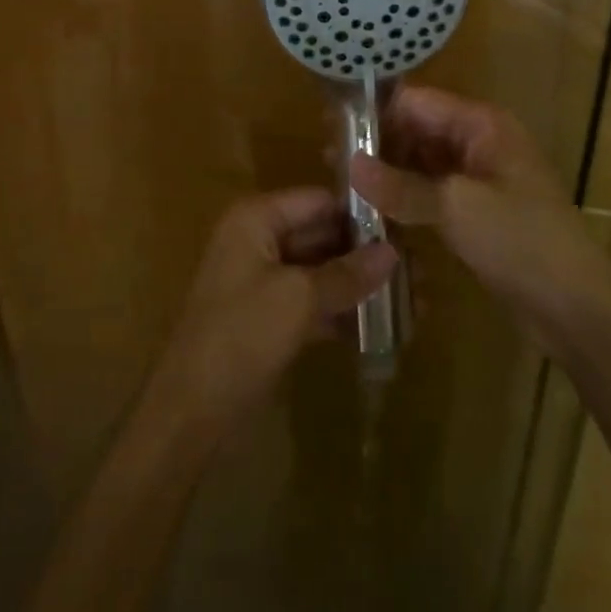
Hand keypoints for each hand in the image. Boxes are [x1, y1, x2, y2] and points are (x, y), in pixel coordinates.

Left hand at [148, 189, 395, 442]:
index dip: (360, 212)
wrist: (191, 411)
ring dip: (360, 285)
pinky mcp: (269, 317)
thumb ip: (347, 273)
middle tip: (419, 268)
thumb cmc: (241, 336)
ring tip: (413, 298)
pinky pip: (312, 302)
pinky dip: (342, 312)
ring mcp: (263, 280)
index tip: (407, 226)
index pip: (318, 200)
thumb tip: (394, 253)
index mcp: (256, 219)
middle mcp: (259, 240)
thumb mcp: (298, 299)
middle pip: (322, 234)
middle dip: (366, 253)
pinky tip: (383, 327)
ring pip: (320, 271)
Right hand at [350, 87, 610, 352]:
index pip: (418, 102)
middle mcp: (479, 142)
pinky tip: (374, 211)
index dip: (378, 114)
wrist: (577, 307)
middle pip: (418, 130)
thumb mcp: (457, 207)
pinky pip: (432, 193)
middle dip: (380, 145)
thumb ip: (401, 185)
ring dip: (389, 174)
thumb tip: (350, 164)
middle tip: (331, 165)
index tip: (335, 132)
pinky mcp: (476, 213)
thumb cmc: (521, 240)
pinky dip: (406, 199)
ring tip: (344, 188)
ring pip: (422, 164)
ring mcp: (478, 179)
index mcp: (482, 125)